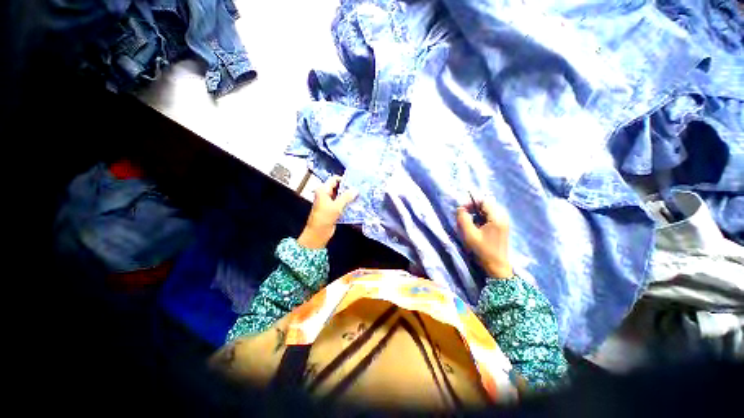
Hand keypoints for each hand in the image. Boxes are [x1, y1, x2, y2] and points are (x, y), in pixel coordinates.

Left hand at [297, 176, 357, 248]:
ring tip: (360, 196)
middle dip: (348, 188)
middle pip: (338, 187)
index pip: (334, 179)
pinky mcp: (333, 210)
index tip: (355, 182)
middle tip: (360, 189)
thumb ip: (346, 197)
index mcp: (323, 190)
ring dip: (349, 197)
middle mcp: (326, 194)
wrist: (318, 233)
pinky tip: (356, 204)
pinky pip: (341, 204)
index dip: (344, 180)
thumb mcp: (336, 206)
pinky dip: (348, 204)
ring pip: (341, 196)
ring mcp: (329, 202)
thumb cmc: (324, 218)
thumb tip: (356, 190)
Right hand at [456, 198, 512, 278]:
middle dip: (473, 208)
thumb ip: (463, 218)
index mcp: (497, 217)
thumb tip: (460, 208)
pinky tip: (477, 228)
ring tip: (470, 223)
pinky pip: (491, 217)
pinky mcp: (502, 227)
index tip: (462, 211)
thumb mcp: (469, 234)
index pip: (484, 200)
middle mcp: (503, 217)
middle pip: (487, 204)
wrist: (496, 267)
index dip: (471, 203)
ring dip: (477, 214)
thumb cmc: (482, 250)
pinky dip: (482, 218)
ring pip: (488, 210)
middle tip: (464, 217)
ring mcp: (504, 222)